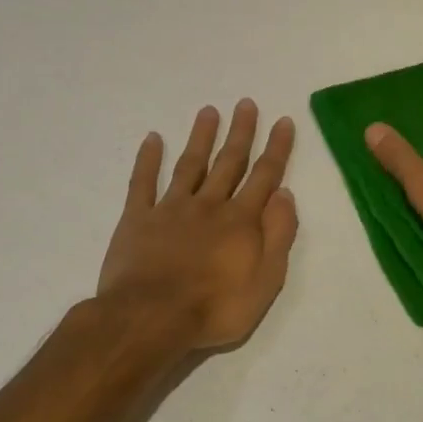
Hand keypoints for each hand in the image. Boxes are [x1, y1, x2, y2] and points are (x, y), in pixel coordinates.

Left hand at [97, 101, 297, 350]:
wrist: (151, 318)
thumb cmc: (216, 307)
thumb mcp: (266, 280)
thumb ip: (278, 235)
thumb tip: (285, 194)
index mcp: (241, 220)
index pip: (265, 176)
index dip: (276, 148)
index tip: (283, 120)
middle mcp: (209, 205)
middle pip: (229, 163)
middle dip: (240, 133)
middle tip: (245, 103)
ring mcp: (171, 209)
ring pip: (190, 165)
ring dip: (201, 137)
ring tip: (208, 111)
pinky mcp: (137, 219)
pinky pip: (142, 182)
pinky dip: (147, 159)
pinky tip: (152, 139)